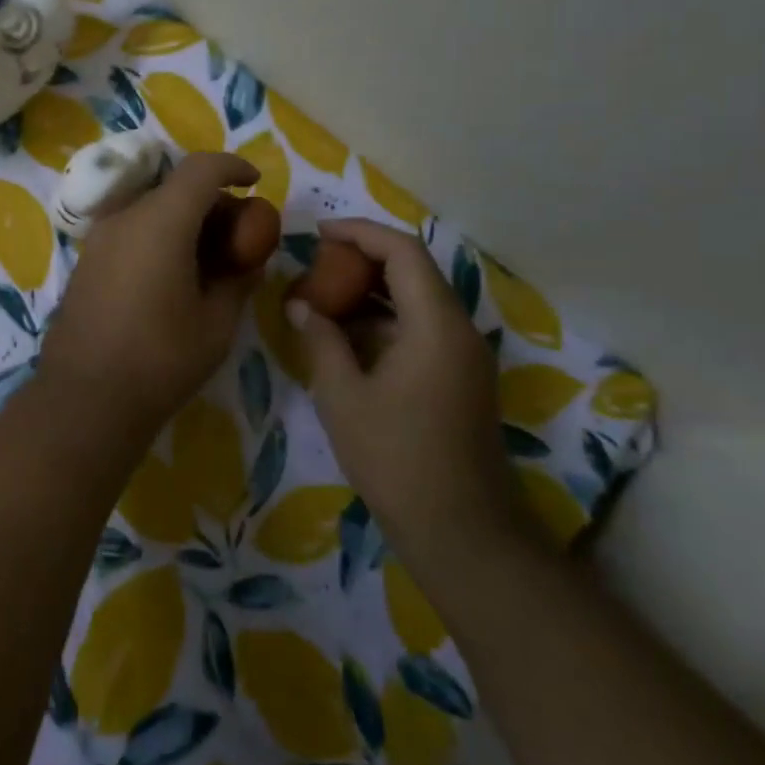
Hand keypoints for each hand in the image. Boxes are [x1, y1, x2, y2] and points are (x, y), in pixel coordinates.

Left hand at [40, 152, 263, 439]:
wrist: (84, 398)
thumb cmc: (160, 360)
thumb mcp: (217, 323)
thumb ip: (238, 279)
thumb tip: (248, 259)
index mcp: (160, 222)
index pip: (200, 168)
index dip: (232, 167)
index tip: (255, 182)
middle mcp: (124, 218)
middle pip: (175, 188)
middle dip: (212, 201)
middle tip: (239, 236)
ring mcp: (99, 239)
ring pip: (151, 209)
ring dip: (184, 221)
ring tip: (210, 259)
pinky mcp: (87, 261)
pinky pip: (131, 231)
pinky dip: (159, 236)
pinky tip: (174, 275)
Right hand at [288, 219, 535, 583]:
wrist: (460, 532)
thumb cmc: (396, 458)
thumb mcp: (343, 396)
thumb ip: (321, 340)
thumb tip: (301, 306)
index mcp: (436, 325)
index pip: (402, 252)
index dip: (359, 232)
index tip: (318, 233)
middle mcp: (459, 330)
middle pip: (413, 271)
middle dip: (362, 261)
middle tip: (314, 266)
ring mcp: (463, 357)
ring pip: (416, 302)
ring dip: (370, 293)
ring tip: (321, 298)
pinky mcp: (459, 380)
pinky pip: (420, 331)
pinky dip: (382, 323)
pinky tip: (345, 339)